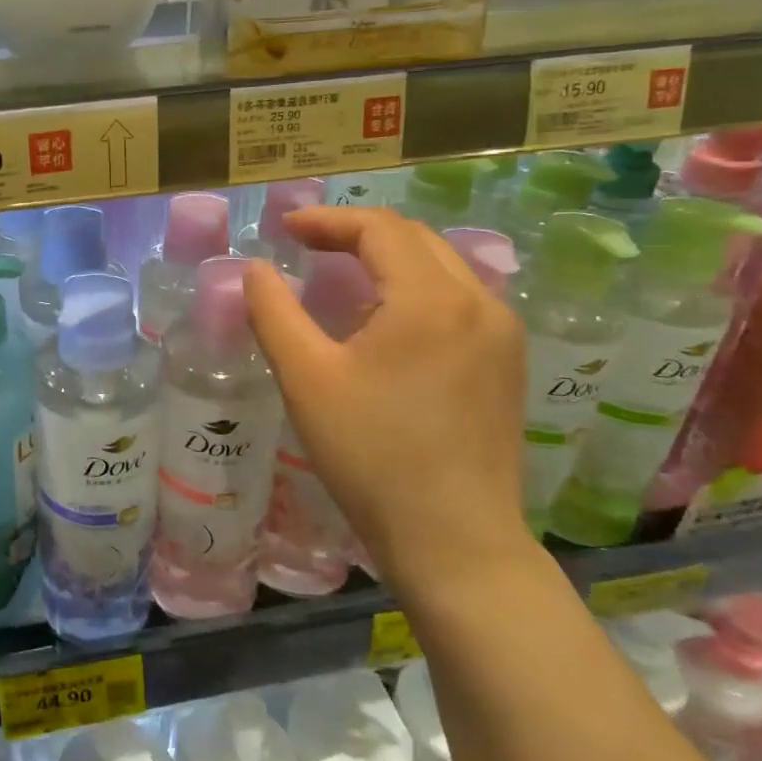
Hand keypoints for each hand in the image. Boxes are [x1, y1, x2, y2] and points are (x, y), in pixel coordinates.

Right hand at [243, 207, 533, 588]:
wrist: (454, 539)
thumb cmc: (371, 455)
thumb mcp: (306, 379)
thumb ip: (274, 312)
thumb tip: (254, 270)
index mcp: (431, 298)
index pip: (379, 228)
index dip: (328, 220)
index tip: (285, 229)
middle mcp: (479, 302)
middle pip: (414, 239)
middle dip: (357, 233)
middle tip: (307, 246)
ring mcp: (502, 334)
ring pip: (441, 267)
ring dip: (388, 259)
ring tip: (340, 276)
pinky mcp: (506, 364)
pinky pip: (458, 300)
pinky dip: (415, 289)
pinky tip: (384, 322)